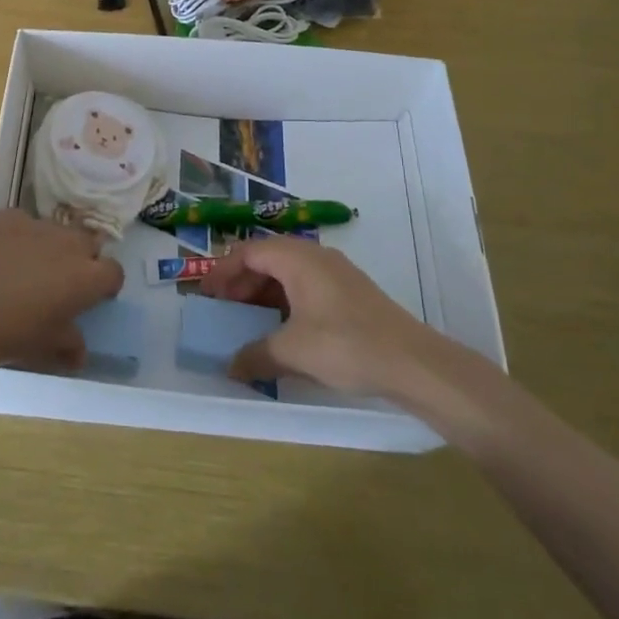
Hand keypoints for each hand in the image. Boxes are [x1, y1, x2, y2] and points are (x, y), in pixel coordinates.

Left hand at [0, 209, 123, 370]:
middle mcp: (68, 244)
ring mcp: (37, 224)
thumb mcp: (45, 349)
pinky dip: (18, 237)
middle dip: (81, 259)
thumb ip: (69, 346)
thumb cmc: (10, 333)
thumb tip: (79, 352)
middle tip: (61, 282)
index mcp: (86, 277)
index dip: (105, 285)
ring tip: (25, 269)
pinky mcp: (8, 216)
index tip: (92, 298)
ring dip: (50, 246)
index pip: (114, 273)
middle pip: (88, 243)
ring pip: (55, 231)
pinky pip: (23, 223)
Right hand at [199, 239, 505, 439]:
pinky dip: (285, 301)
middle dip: (241, 283)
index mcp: (297, 258)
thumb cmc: (346, 345)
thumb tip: (230, 367)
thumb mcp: (293, 351)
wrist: (412, 362)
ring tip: (248, 321)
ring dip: (263, 294)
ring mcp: (335, 273)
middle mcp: (315, 256)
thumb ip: (256, 354)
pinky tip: (282, 329)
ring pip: (287, 273)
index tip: (205, 295)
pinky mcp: (349, 292)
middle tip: (224, 309)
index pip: (248, 252)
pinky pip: (305, 286)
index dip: (222, 271)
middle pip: (267, 258)